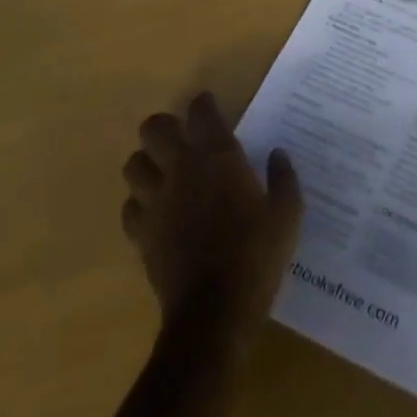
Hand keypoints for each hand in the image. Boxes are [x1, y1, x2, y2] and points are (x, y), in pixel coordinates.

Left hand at [122, 94, 302, 334]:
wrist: (214, 312)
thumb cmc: (256, 255)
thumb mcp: (287, 214)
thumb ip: (283, 178)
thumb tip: (277, 155)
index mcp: (218, 157)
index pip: (201, 112)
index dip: (203, 104)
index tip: (209, 106)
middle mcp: (181, 170)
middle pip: (154, 129)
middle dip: (164, 127)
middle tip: (181, 136)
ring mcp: (156, 202)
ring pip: (133, 164)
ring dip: (147, 162)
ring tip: (163, 171)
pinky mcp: (141, 235)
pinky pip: (129, 207)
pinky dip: (139, 203)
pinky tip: (155, 211)